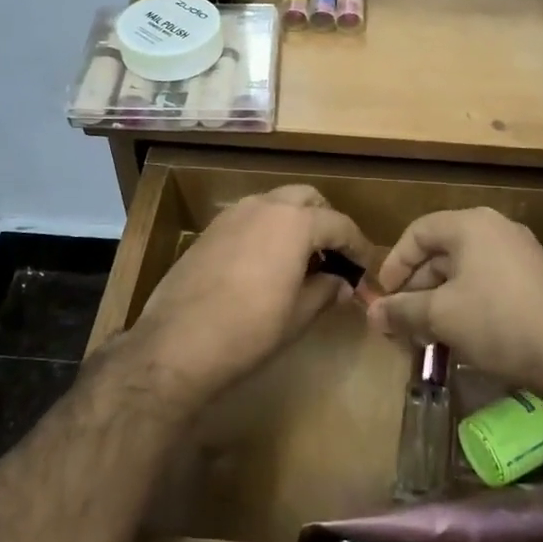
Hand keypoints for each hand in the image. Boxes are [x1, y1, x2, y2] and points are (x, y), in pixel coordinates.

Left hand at [127, 187, 373, 408]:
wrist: (178, 342)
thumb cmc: (249, 330)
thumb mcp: (298, 315)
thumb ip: (326, 290)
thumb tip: (341, 283)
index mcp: (295, 222)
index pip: (339, 224)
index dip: (358, 246)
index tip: (364, 268)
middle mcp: (265, 206)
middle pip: (307, 199)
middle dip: (325, 221)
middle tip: (334, 256)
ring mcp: (233, 214)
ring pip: (276, 203)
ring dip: (295, 221)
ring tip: (302, 259)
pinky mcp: (210, 229)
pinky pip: (251, 217)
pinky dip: (268, 229)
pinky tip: (267, 262)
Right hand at [367, 208, 542, 396]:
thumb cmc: (496, 322)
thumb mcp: (440, 316)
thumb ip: (401, 310)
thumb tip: (373, 313)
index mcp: (471, 225)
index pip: (418, 232)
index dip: (394, 263)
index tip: (383, 295)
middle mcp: (497, 229)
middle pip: (442, 252)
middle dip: (416, 287)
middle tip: (401, 320)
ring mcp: (521, 253)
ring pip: (465, 270)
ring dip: (439, 299)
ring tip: (426, 332)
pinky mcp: (535, 279)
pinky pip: (488, 281)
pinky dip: (466, 302)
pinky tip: (458, 333)